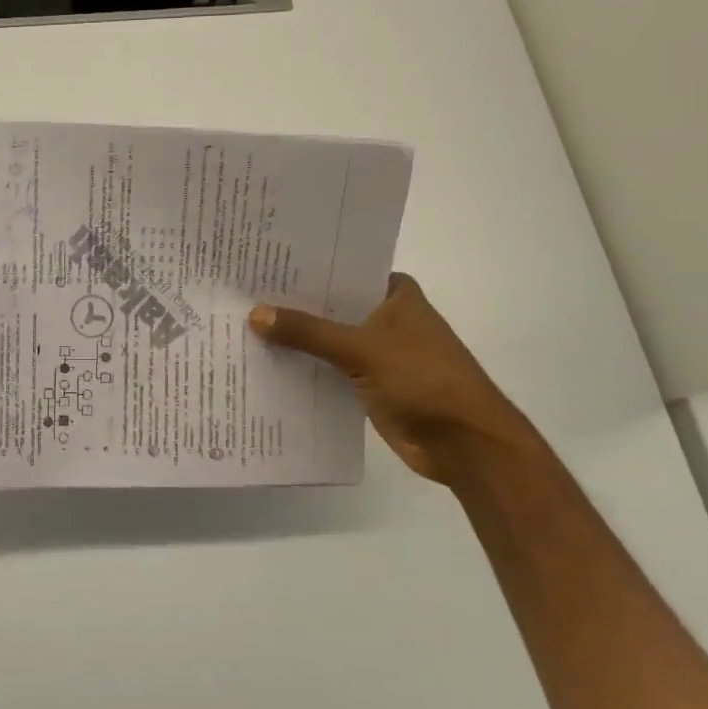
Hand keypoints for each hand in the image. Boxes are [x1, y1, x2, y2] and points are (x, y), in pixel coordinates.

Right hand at [248, 273, 540, 485]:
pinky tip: (266, 364)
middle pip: (331, 306)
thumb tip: (255, 314)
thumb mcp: (362, 349)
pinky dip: (305, 369)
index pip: (343, 271)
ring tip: (243, 326)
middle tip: (242, 294)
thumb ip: (308, 332)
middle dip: (293, 306)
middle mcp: (386, 318)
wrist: (465, 444)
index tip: (263, 263)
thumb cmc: (423, 380)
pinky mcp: (370, 385)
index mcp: (395, 295)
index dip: (305, 269)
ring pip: (328, 340)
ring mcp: (378, 353)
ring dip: (296, 340)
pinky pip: (329, 370)